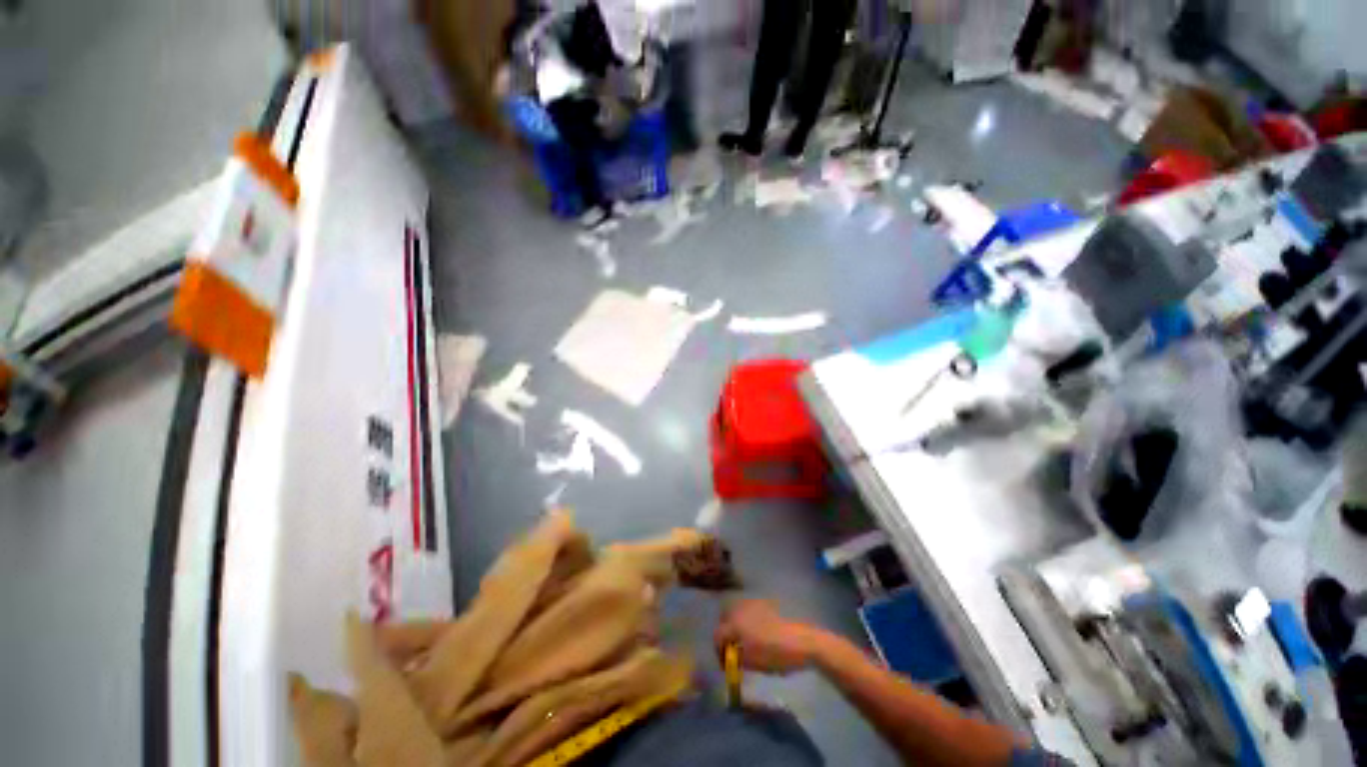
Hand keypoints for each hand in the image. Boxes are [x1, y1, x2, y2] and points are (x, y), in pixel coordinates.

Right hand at [714, 599, 822, 674]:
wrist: (802, 642)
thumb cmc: (775, 654)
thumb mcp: (752, 663)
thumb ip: (735, 659)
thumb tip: (729, 658)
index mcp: (735, 623)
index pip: (718, 635)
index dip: (719, 651)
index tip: (725, 665)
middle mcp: (740, 608)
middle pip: (724, 619)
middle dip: (726, 634)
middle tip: (733, 650)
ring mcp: (753, 603)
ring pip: (736, 612)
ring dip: (735, 625)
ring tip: (744, 642)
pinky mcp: (764, 603)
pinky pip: (748, 611)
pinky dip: (747, 620)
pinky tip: (757, 634)